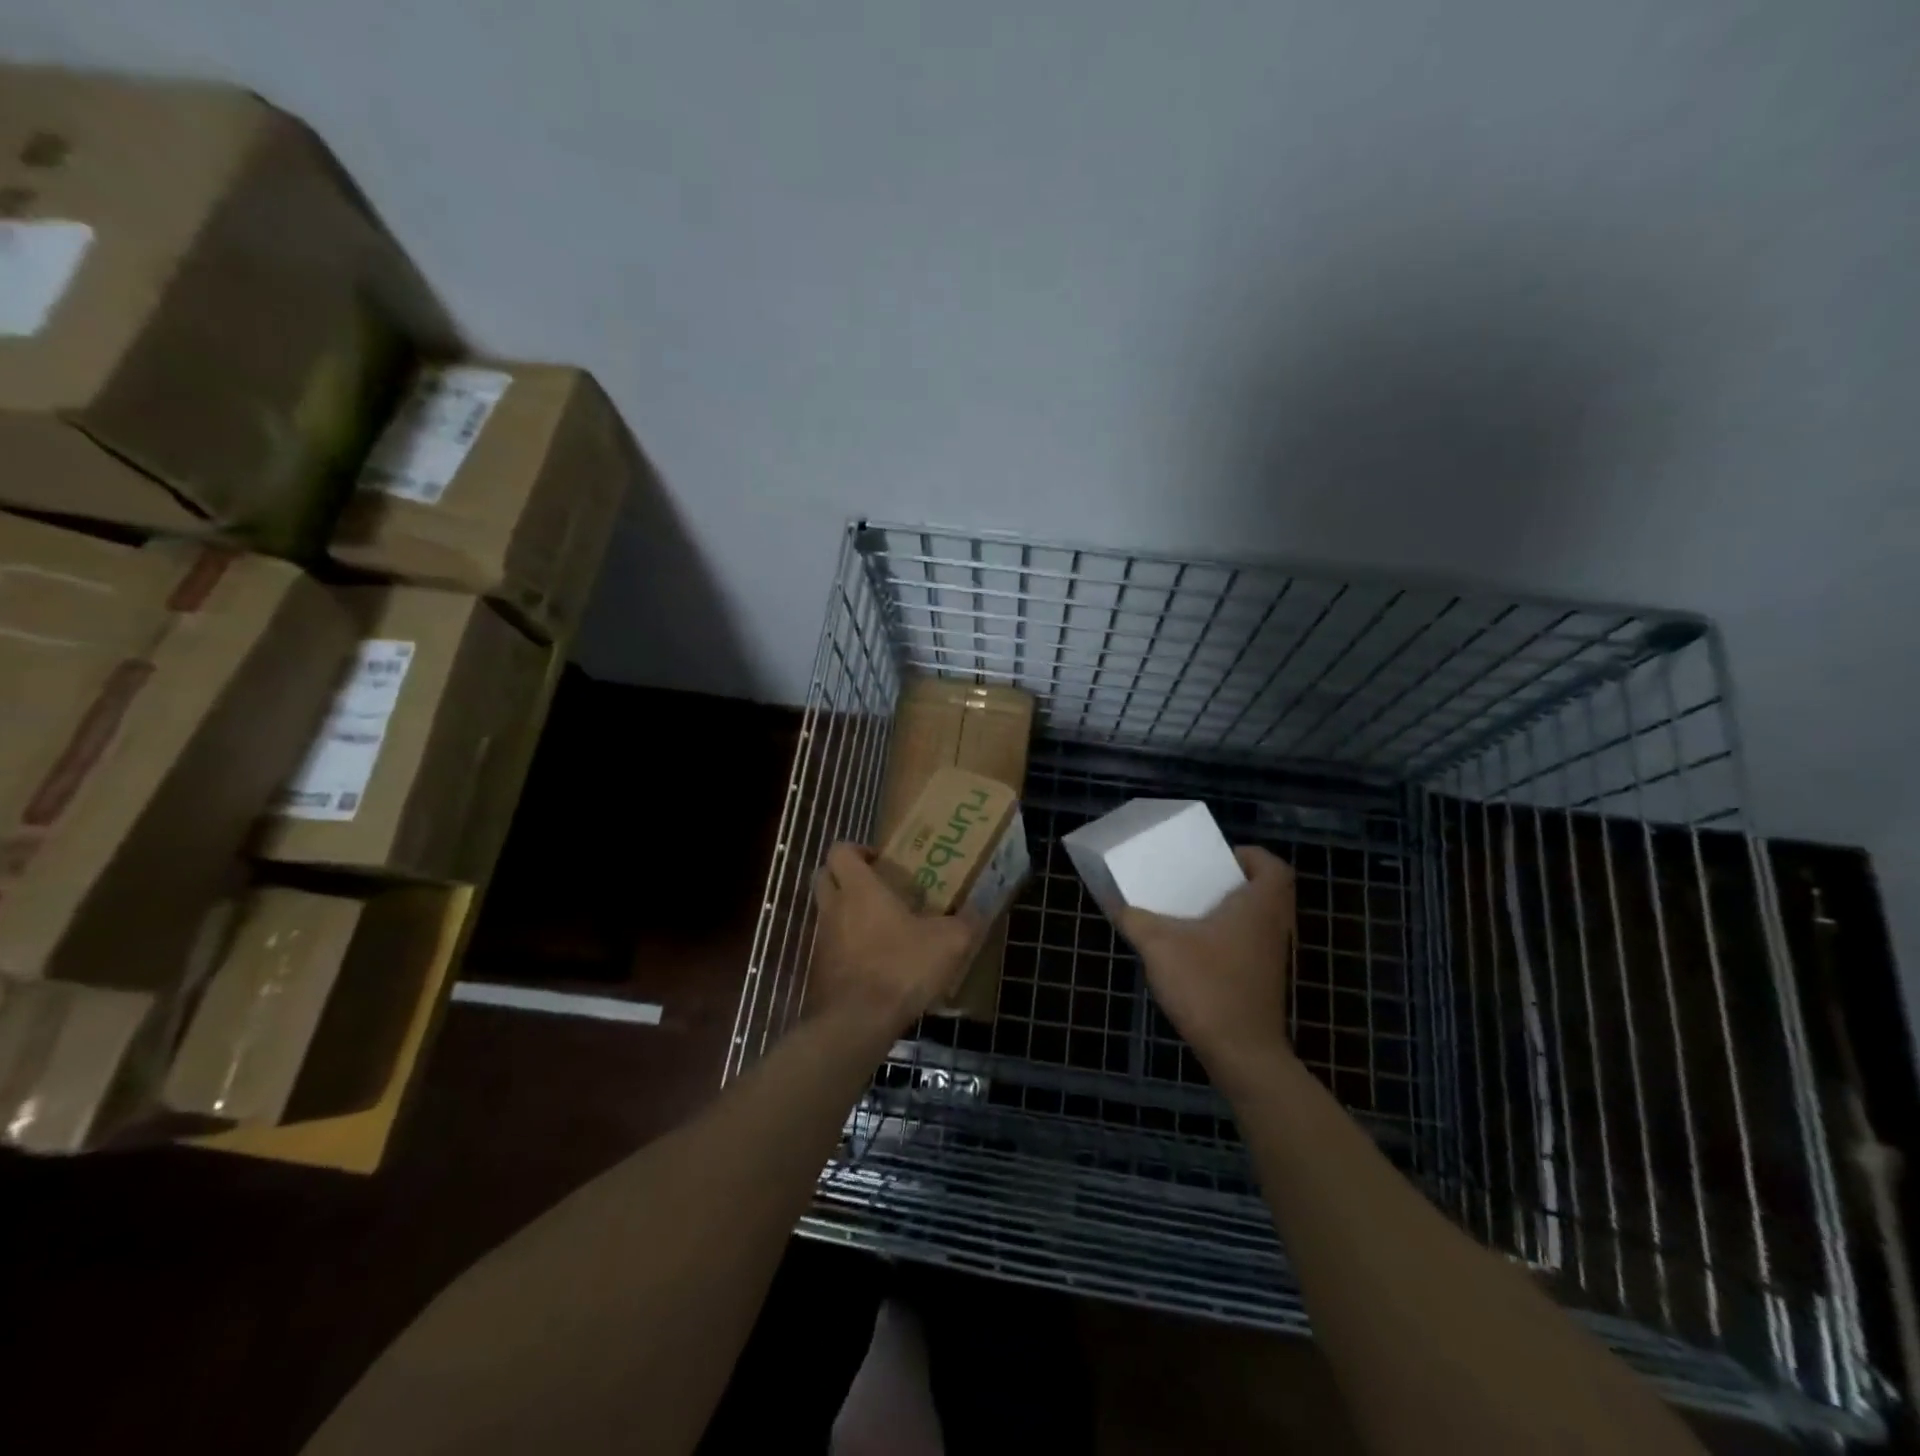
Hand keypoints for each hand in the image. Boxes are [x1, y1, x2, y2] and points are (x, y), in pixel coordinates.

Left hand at [811, 843, 981, 1042]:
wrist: (857, 1023)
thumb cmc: (901, 968)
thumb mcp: (948, 943)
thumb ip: (966, 923)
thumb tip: (979, 912)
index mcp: (859, 889)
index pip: (840, 851)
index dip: (856, 849)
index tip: (880, 860)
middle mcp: (834, 908)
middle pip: (824, 877)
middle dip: (845, 876)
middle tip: (876, 886)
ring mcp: (822, 940)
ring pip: (827, 913)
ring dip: (847, 913)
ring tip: (882, 927)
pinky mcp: (820, 970)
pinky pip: (831, 946)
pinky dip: (847, 946)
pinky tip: (876, 962)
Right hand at [1116, 846, 1296, 1079]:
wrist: (1241, 1054)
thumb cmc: (1207, 986)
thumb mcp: (1159, 945)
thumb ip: (1135, 919)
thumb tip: (1118, 905)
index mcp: (1259, 907)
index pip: (1273, 867)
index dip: (1251, 857)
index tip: (1220, 860)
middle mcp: (1273, 927)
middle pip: (1266, 892)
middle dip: (1234, 883)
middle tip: (1199, 882)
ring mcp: (1271, 959)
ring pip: (1257, 921)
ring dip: (1230, 913)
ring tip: (1189, 913)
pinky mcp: (1263, 983)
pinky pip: (1248, 946)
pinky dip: (1227, 941)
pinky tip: (1193, 952)